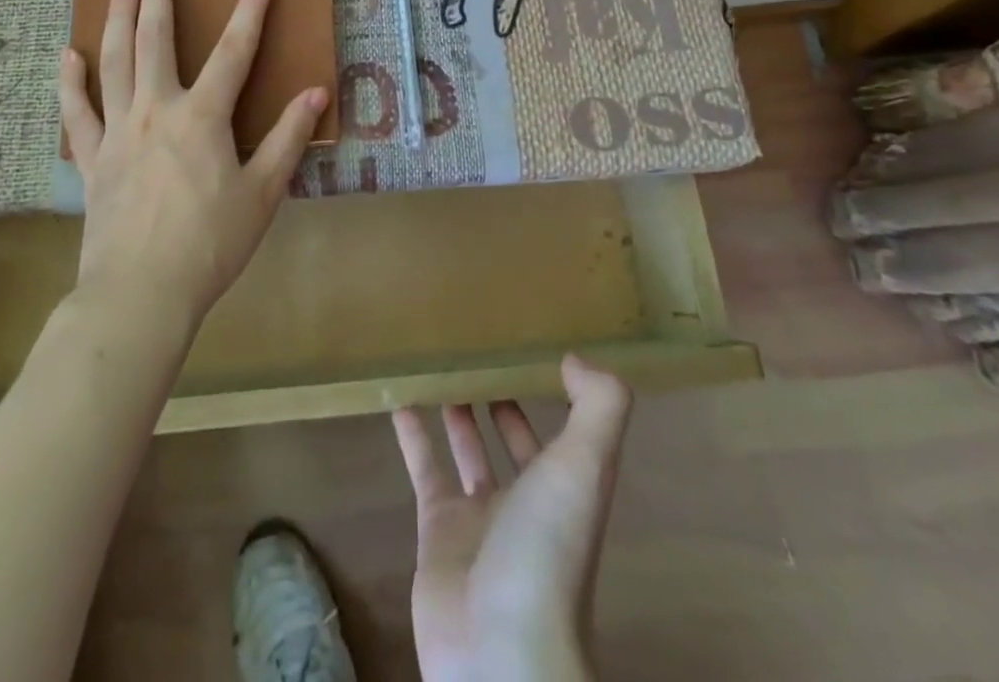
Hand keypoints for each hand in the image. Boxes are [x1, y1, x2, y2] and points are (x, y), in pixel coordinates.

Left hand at [58, 0, 328, 330]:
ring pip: (113, 64)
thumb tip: (314, 93)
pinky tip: (69, 56)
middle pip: (155, 42)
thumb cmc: (211, 243)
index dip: (251, 10)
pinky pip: (77, 113)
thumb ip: (288, 138)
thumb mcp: (263, 192)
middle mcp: (156, 111)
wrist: (141, 292)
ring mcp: (117, 132)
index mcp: (202, 117)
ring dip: (115, 21)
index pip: (233, 51)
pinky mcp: (91, 159)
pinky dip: (71, 83)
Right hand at [392, 357, 632, 681]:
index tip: (534, 349)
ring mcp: (479, 519)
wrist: (499, 649)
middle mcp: (527, 502)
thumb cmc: (547, 548)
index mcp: (567, 489)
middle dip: (501, 400)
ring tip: (441, 365)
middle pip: (513, 440)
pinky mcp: (436, 531)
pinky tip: (400, 398)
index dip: (555, 393)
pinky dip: (413, 435)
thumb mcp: (586, 467)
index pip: (564, 431)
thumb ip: (598, 407)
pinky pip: (424, 469)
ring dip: (457, 412)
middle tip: (479, 351)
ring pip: (467, 451)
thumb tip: (576, 358)